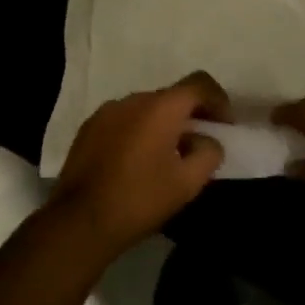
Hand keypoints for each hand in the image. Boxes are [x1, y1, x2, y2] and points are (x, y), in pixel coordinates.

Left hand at [48, 73, 227, 257]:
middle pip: (172, 96)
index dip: (218, 100)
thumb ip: (208, 153)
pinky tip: (136, 161)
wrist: (79, 221)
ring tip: (166, 155)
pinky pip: (124, 120)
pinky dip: (138, 131)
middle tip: (199, 144)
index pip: (199, 83)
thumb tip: (207, 140)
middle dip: (190, 115)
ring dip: (162, 123)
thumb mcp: (187, 183)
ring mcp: (107, 111)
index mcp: (161, 107)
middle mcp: (133, 99)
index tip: (225, 125)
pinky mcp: (89, 127)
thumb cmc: (140, 199)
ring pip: (146, 108)